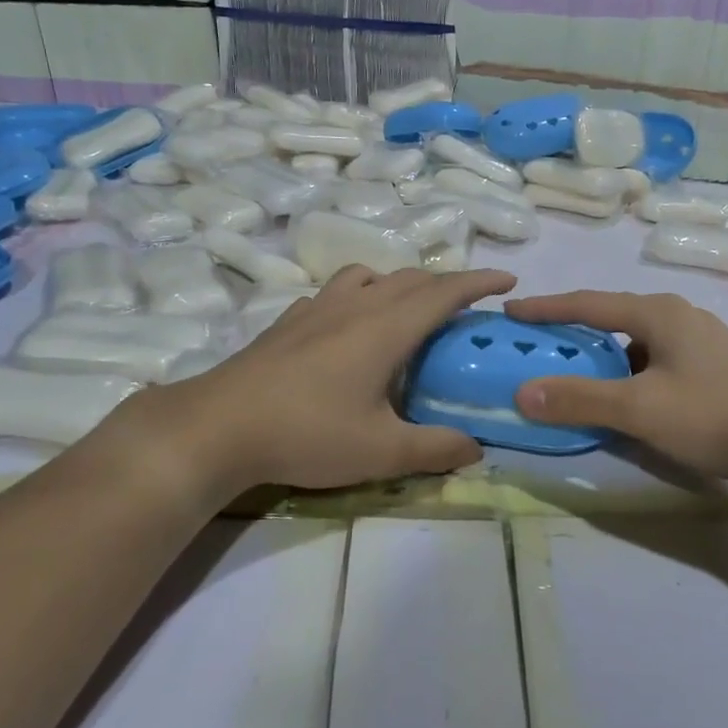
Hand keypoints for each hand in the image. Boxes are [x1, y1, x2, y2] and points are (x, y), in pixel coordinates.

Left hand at [102, 265, 517, 499]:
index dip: (479, 281)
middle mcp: (355, 305)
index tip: (508, 280)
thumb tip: (476, 449)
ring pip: (369, 276)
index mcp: (386, 327)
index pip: (444, 292)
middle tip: (466, 306)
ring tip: (407, 310)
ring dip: (399, 283)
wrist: (219, 426)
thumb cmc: (308, 433)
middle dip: (445, 284)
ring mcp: (317, 308)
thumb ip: (435, 449)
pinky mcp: (288, 321)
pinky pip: (336, 292)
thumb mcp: (381, 451)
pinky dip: (359, 295)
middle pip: (410, 279)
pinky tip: (349, 326)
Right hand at [507, 290, 727, 484]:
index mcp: (657, 313)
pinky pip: (654, 361)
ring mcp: (700, 341)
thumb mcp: (641, 409)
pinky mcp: (714, 367)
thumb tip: (521, 392)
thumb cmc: (717, 414)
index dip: (546, 308)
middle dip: (572, 332)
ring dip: (601, 357)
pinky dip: (627, 373)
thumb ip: (580, 399)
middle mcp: (678, 317)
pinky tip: (624, 399)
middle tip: (537, 347)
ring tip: (573, 375)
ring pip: (634, 343)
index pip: (587, 303)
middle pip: (610, 318)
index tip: (510, 311)